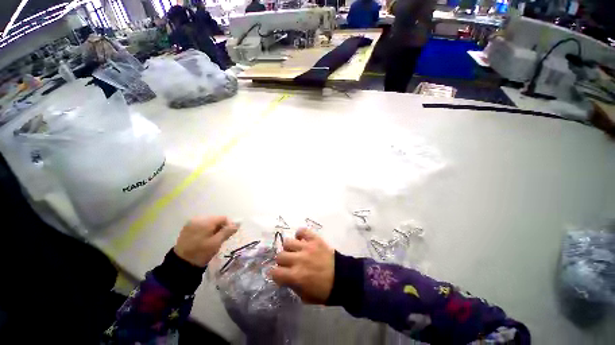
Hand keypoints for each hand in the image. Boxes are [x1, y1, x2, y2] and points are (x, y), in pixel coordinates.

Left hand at [174, 216, 238, 267]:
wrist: (180, 264)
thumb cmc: (201, 253)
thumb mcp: (216, 243)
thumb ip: (228, 231)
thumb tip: (238, 223)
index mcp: (205, 221)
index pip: (223, 218)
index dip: (229, 225)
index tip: (229, 235)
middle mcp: (198, 218)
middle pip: (216, 219)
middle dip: (221, 227)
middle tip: (221, 238)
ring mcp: (191, 223)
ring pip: (209, 222)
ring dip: (214, 229)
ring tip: (213, 240)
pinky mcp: (187, 228)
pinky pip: (202, 225)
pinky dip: (206, 230)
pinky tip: (205, 239)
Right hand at [271, 228, 334, 303]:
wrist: (343, 278)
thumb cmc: (324, 290)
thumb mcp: (305, 296)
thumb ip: (292, 286)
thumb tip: (285, 277)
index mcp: (296, 276)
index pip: (275, 272)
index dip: (275, 274)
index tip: (280, 274)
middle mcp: (299, 260)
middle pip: (280, 256)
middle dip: (282, 261)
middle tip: (289, 263)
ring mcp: (307, 247)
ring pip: (287, 242)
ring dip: (289, 248)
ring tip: (295, 251)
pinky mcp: (315, 239)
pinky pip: (302, 231)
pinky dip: (300, 234)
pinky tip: (302, 240)